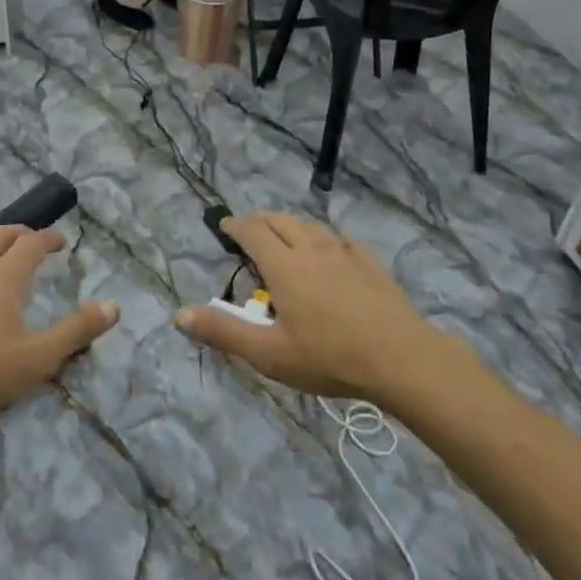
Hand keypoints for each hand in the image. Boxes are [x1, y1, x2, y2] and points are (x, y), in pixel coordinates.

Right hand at [175, 215, 460, 401]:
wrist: (401, 358)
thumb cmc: (329, 356)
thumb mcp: (268, 353)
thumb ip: (223, 332)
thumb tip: (179, 315)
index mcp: (284, 265)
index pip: (252, 231)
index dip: (235, 226)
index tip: (224, 226)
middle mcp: (311, 249)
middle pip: (281, 221)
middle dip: (260, 221)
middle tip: (249, 230)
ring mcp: (344, 253)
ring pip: (311, 227)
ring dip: (291, 227)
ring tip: (285, 239)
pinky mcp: (370, 264)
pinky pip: (339, 240)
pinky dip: (323, 239)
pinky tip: (330, 253)